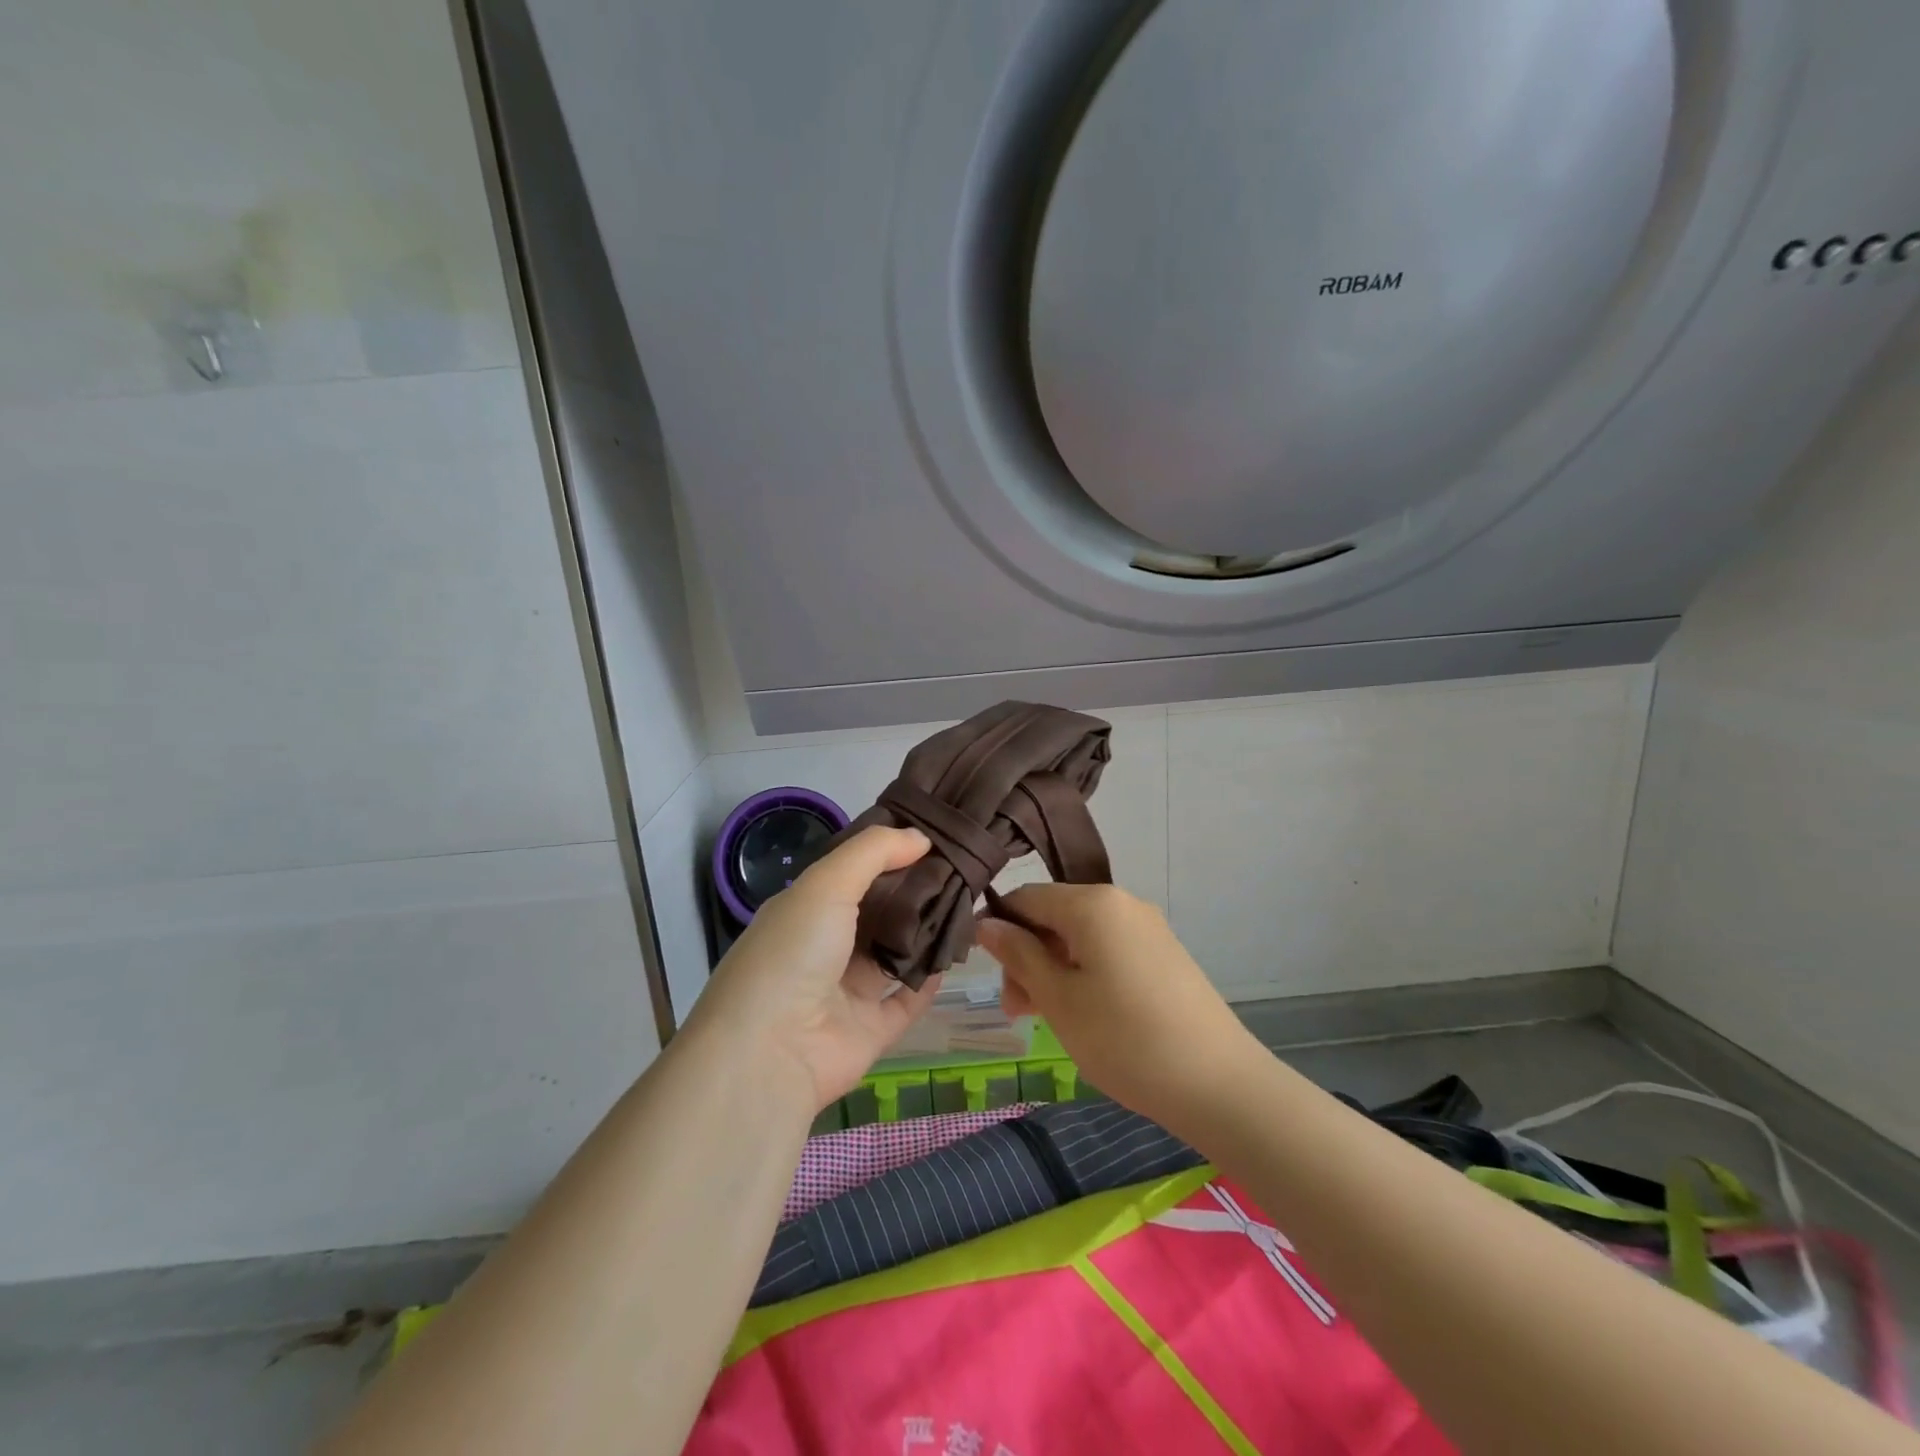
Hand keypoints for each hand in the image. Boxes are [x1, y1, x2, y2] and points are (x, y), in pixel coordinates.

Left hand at [684, 825, 942, 1111]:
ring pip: (894, 954)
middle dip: (913, 891)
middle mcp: (824, 948)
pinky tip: (956, 953)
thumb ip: (873, 852)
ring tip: (969, 901)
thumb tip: (920, 837)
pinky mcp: (870, 1031)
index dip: (887, 852)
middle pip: (877, 912)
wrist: (771, 1052)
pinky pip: (907, 1000)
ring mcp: (846, 992)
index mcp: (804, 910)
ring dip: (925, 932)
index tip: (931, 833)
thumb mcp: (826, 883)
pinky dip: (930, 981)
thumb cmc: (793, 952)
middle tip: (961, 867)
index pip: (851, 873)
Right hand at [976, 883, 1257, 1127]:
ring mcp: (1147, 927)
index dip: (999, 928)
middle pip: (1054, 916)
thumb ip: (1019, 955)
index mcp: (1092, 903)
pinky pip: (1109, 950)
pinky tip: (1084, 1014)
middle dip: (1027, 956)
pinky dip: (1084, 973)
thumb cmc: (1125, 1040)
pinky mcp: (1163, 954)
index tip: (987, 973)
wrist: (1220, 1085)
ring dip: (1053, 969)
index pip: (1026, 896)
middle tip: (1017, 1011)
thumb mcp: (1059, 999)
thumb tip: (986, 923)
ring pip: (1081, 936)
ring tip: (1046, 1019)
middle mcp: (1121, 902)